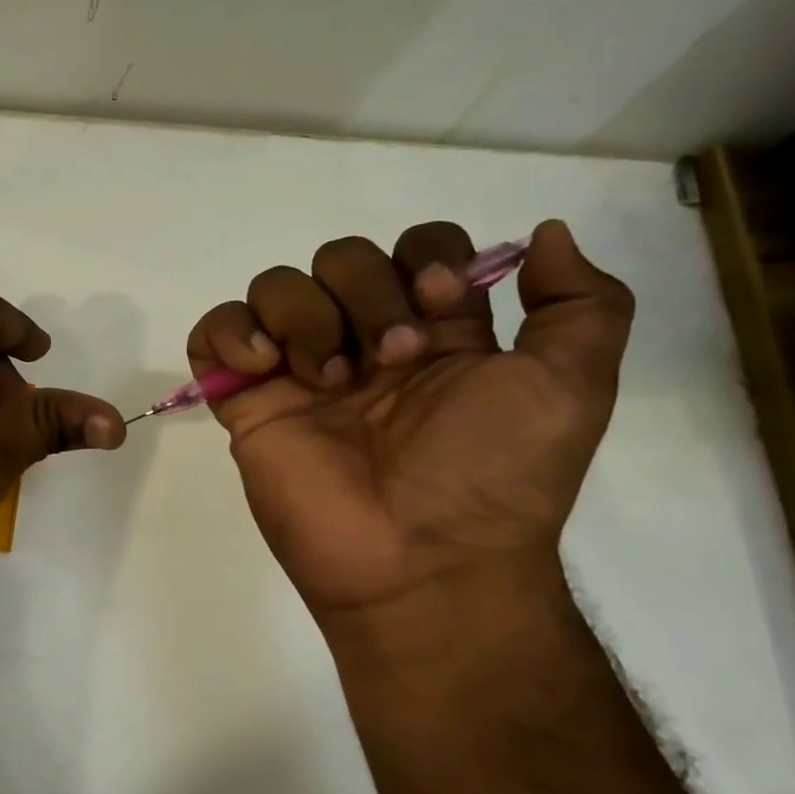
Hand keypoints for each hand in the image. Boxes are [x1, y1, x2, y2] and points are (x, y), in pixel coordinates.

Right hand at [188, 220, 632, 620]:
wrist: (419, 560)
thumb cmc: (492, 474)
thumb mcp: (571, 387)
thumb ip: (583, 304)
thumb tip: (544, 233)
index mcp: (434, 332)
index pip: (415, 247)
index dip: (424, 258)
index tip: (439, 306)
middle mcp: (362, 341)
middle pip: (340, 257)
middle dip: (366, 293)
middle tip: (389, 360)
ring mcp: (298, 371)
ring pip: (275, 285)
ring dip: (302, 315)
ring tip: (326, 380)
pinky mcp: (245, 401)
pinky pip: (212, 334)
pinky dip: (229, 333)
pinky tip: (262, 368)